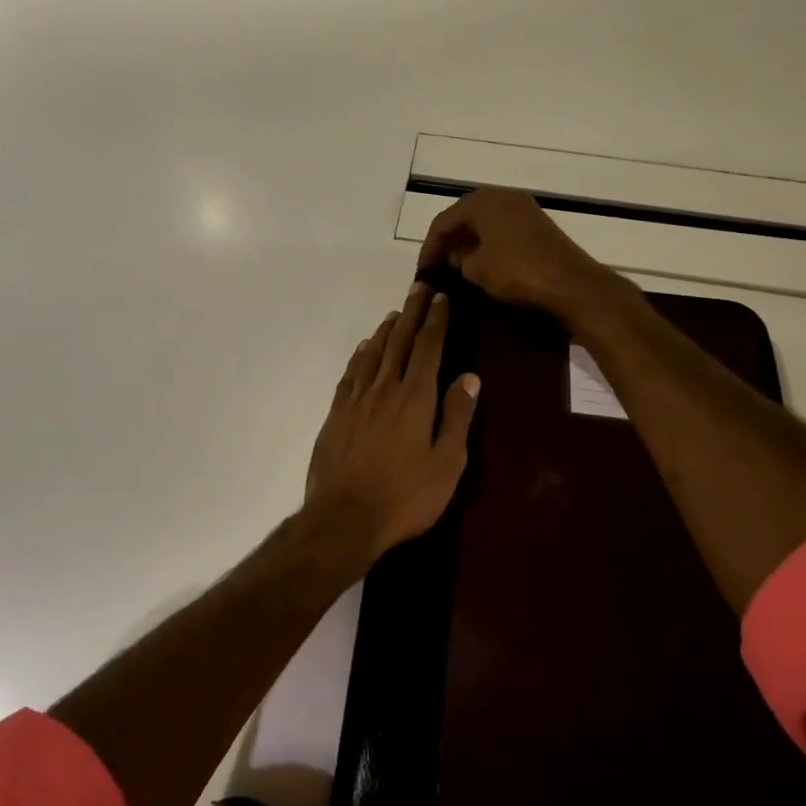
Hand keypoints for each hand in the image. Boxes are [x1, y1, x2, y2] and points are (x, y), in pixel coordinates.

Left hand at [300, 283, 480, 566]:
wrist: (344, 518)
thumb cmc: (405, 497)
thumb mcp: (446, 463)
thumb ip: (457, 417)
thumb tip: (469, 377)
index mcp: (415, 398)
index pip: (428, 348)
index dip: (436, 321)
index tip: (441, 297)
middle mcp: (384, 389)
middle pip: (399, 341)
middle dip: (412, 313)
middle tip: (419, 288)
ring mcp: (356, 400)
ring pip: (373, 353)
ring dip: (386, 329)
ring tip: (395, 312)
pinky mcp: (336, 414)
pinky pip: (350, 374)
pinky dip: (360, 355)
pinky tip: (364, 349)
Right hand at [416, 187, 621, 323]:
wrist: (571, 284)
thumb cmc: (517, 272)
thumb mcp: (476, 270)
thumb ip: (459, 260)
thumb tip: (457, 257)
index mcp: (482, 201)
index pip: (443, 221)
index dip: (429, 247)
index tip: (422, 271)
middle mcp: (503, 196)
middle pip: (464, 217)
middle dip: (448, 241)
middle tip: (436, 265)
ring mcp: (524, 209)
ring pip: (485, 223)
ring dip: (468, 242)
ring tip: (456, 267)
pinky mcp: (538, 226)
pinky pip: (502, 230)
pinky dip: (488, 245)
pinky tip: (482, 264)